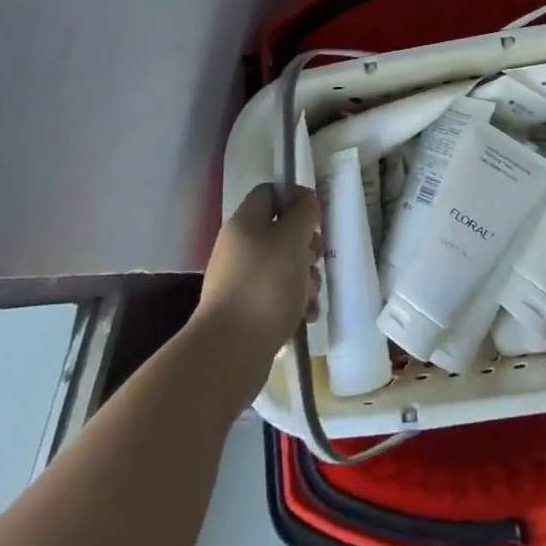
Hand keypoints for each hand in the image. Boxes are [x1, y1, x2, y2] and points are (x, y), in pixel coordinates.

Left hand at [194, 185, 322, 399]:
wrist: (229, 353)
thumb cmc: (265, 286)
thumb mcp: (292, 240)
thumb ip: (303, 215)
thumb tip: (306, 203)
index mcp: (245, 223)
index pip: (270, 193)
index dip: (296, 197)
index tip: (316, 216)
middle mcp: (239, 248)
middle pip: (281, 232)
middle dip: (306, 247)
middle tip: (315, 260)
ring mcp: (240, 281)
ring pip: (283, 267)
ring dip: (305, 279)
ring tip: (311, 298)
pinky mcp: (246, 311)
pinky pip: (276, 296)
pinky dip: (294, 303)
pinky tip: (306, 317)